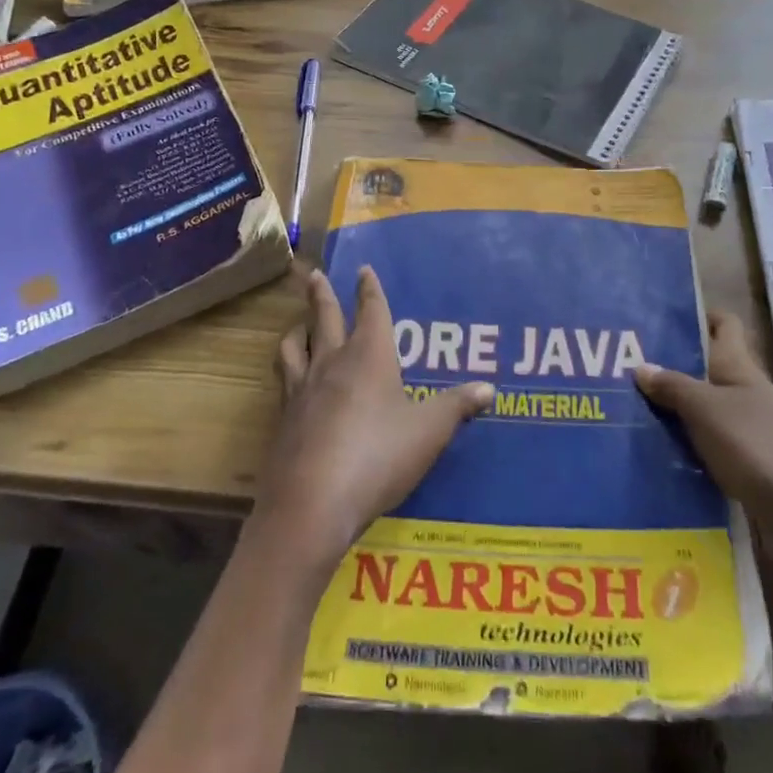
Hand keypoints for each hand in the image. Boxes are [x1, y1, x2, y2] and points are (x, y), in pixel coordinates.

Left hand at [256, 267, 493, 577]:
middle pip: (324, 318)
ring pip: (292, 347)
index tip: (363, 269)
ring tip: (297, 326)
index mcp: (369, 356)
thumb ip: (457, 407)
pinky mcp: (283, 421)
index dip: (369, 289)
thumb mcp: (428, 432)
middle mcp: (331, 363)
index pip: (371, 311)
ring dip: (296, 330)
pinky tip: (292, 385)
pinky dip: (288, 372)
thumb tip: (489, 388)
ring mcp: (301, 391)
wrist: (311, 503)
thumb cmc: (378, 456)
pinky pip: (284, 382)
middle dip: (322, 295)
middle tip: (314, 276)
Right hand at [636, 312, 772, 611]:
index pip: (725, 327)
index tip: (663, 316)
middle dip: (670, 368)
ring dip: (672, 412)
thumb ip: (673, 386)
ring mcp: (746, 433)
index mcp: (740, 369)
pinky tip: (651, 453)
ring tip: (625, 411)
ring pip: (702, 412)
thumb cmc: (755, 445)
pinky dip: (682, 448)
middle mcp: (744, 396)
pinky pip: (704, 448)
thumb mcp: (706, 409)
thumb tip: (641, 366)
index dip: (700, 316)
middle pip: (707, 371)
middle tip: (623, 368)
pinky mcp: (743, 469)